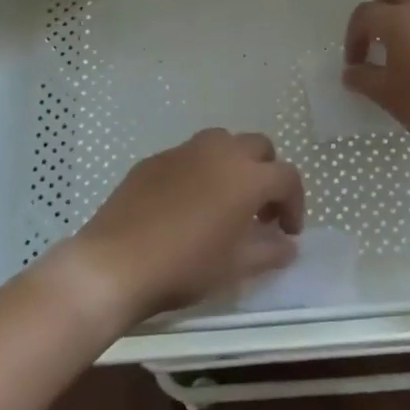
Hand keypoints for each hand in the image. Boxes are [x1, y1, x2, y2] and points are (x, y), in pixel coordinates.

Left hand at [68, 129, 304, 323]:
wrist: (115, 264)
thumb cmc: (185, 266)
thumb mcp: (236, 266)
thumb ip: (270, 250)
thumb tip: (287, 244)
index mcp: (247, 176)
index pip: (287, 177)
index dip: (295, 203)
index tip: (287, 231)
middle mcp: (220, 152)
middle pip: (258, 147)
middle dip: (267, 174)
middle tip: (259, 211)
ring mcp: (183, 151)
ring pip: (222, 143)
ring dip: (233, 164)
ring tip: (224, 200)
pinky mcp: (154, 160)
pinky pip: (188, 156)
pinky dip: (199, 172)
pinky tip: (185, 205)